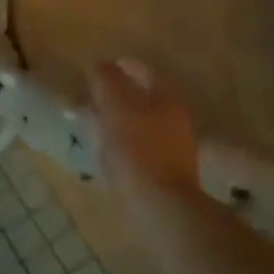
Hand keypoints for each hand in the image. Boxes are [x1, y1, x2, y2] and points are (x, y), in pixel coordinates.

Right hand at [90, 58, 200, 197]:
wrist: (161, 209)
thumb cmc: (137, 151)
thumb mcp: (116, 108)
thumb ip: (108, 82)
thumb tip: (102, 64)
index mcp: (168, 100)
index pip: (147, 73)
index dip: (127, 66)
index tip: (106, 64)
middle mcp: (176, 121)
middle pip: (147, 99)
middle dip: (124, 94)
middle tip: (97, 93)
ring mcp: (174, 150)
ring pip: (144, 125)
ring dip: (123, 120)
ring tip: (97, 122)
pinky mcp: (165, 175)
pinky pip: (141, 149)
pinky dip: (125, 144)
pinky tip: (108, 151)